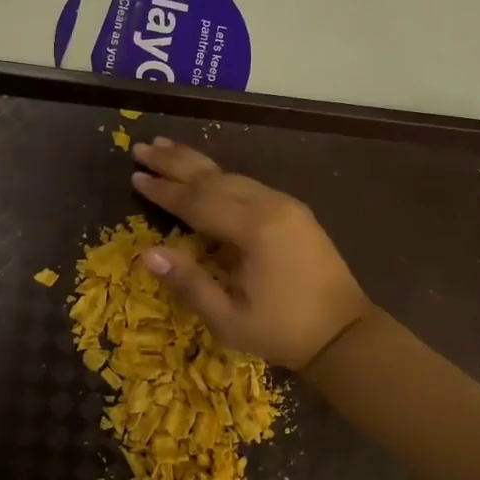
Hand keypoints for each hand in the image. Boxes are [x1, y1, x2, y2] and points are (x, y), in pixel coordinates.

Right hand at [130, 138, 369, 370]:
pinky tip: (205, 173)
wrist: (345, 333)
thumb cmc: (282, 331)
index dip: (164, 191)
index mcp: (255, 230)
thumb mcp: (229, 319)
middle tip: (141, 147)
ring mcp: (286, 204)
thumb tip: (147, 254)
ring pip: (232, 175)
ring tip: (165, 146)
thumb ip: (189, 283)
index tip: (135, 176)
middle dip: (174, 163)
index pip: (198, 202)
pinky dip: (220, 175)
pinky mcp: (294, 211)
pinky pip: (248, 184)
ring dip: (196, 163)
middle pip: (214, 178)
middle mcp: (271, 206)